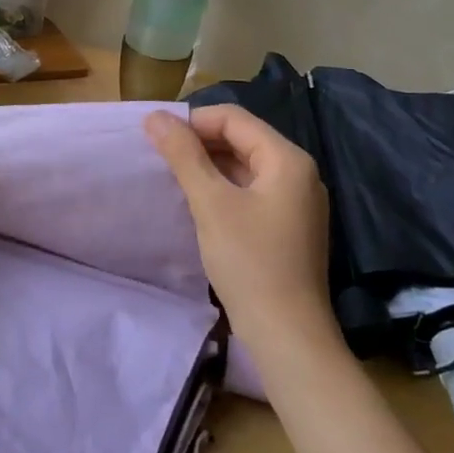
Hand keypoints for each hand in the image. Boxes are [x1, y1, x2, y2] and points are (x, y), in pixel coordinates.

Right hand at [144, 105, 334, 342]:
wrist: (287, 336)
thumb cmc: (249, 262)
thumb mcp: (210, 203)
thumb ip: (183, 155)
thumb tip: (155, 116)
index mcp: (287, 159)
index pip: (233, 118)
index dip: (193, 122)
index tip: (158, 139)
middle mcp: (299, 172)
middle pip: (242, 138)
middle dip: (200, 142)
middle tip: (162, 158)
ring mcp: (297, 201)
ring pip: (245, 165)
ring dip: (210, 165)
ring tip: (175, 178)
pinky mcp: (290, 225)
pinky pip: (252, 189)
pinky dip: (224, 187)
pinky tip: (200, 203)